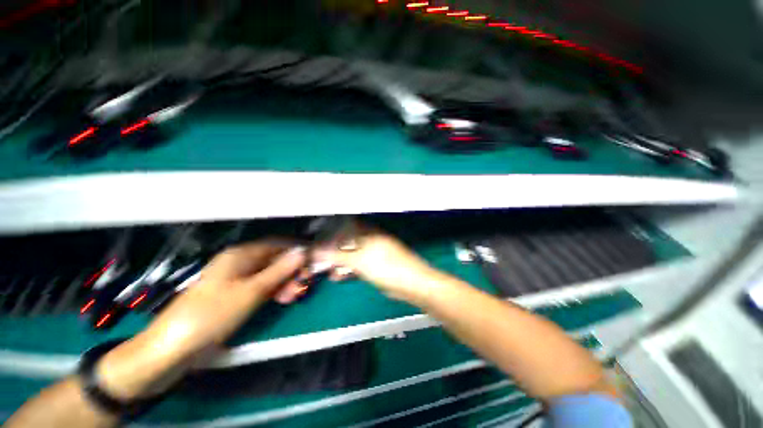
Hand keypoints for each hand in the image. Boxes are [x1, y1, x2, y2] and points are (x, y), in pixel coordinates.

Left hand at [141, 241, 305, 360]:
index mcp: (241, 255)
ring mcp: (236, 279)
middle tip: (303, 286)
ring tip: (292, 298)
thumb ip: (280, 270)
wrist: (172, 349)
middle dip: (291, 271)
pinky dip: (273, 292)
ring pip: (269, 274)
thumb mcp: (252, 291)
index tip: (312, 262)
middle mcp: (239, 262)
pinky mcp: (233, 294)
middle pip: (274, 260)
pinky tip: (280, 300)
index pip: (277, 245)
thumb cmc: (213, 315)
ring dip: (284, 283)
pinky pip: (260, 286)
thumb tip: (302, 252)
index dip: (296, 252)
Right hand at [310, 226, 440, 302]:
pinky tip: (337, 277)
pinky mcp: (376, 267)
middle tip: (318, 257)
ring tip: (325, 270)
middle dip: (333, 249)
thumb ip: (337, 256)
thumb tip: (316, 252)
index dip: (332, 229)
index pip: (347, 225)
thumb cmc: (386, 266)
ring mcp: (374, 254)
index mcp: (369, 233)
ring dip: (339, 262)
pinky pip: (358, 266)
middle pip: (347, 241)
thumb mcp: (359, 260)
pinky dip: (347, 270)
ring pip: (352, 255)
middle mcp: (371, 240)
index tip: (317, 235)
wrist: (411, 284)